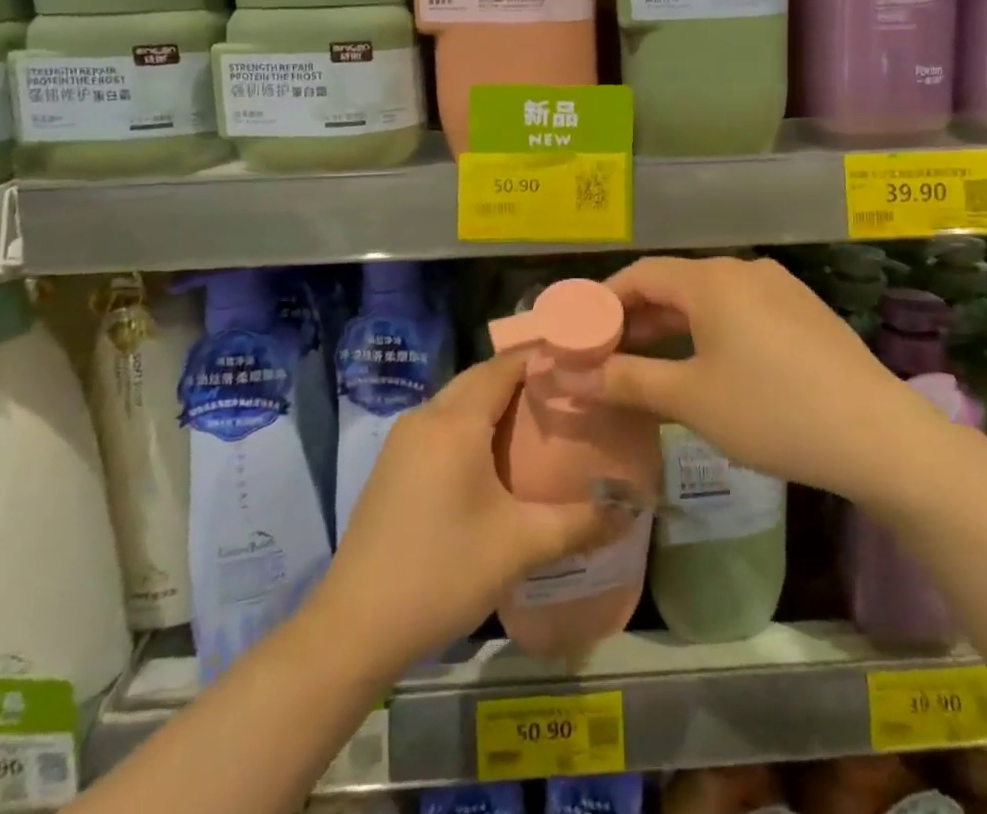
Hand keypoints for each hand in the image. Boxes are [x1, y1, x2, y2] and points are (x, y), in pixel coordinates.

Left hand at [317, 351, 624, 670]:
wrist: (355, 627)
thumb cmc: (442, 573)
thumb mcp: (519, 547)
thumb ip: (579, 523)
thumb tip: (631, 510)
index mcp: (455, 422)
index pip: (503, 366)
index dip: (540, 358)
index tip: (578, 364)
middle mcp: (426, 417)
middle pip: (479, 378)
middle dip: (520, 378)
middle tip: (565, 394)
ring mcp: (403, 440)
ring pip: (457, 401)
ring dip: (493, 401)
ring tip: (536, 421)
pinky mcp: (392, 465)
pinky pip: (440, 424)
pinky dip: (470, 423)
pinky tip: (492, 457)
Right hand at [568, 256, 912, 502]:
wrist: (878, 435)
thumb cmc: (771, 410)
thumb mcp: (690, 399)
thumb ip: (627, 381)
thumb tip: (570, 377)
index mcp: (712, 279)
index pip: (641, 274)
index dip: (605, 301)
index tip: (582, 334)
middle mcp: (744, 270)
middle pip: (676, 284)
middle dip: (638, 319)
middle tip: (609, 357)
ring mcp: (780, 288)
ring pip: (710, 300)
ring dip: (675, 327)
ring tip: (652, 366)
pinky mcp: (805, 312)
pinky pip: (742, 311)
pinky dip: (712, 331)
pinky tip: (711, 368)